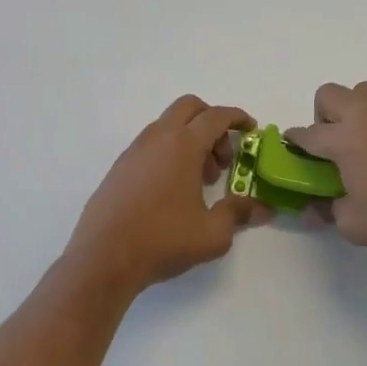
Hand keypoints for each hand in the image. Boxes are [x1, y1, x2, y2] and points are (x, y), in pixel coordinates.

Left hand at [64, 96, 268, 297]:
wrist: (104, 257)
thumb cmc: (163, 240)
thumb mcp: (212, 233)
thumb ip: (238, 213)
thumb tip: (262, 208)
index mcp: (183, 145)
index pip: (216, 116)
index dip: (237, 118)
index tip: (251, 129)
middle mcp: (157, 138)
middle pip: (189, 108)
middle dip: (212, 123)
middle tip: (223, 159)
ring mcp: (133, 151)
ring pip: (168, 126)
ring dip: (190, 140)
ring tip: (199, 181)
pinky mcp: (119, 168)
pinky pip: (151, 145)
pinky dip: (169, 153)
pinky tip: (172, 191)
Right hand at [285, 81, 366, 267]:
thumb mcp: (353, 224)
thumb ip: (327, 210)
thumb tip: (312, 209)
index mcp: (346, 139)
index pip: (308, 133)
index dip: (296, 141)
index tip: (294, 149)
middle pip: (332, 95)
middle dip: (323, 115)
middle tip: (333, 145)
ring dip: (358, 113)